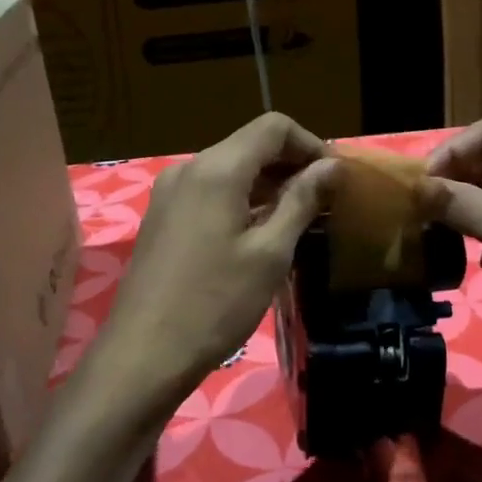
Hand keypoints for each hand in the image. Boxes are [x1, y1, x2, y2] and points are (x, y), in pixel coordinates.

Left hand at [87, 114, 336, 429]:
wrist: (144, 354)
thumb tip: (331, 165)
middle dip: (291, 165)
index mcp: (217, 169)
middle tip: (325, 201)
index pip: (273, 127)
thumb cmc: (216, 303)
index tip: (336, 177)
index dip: (311, 144)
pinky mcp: (161, 217)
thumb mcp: (270, 253)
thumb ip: (302, 200)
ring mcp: (169, 193)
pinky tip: (260, 232)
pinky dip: (242, 200)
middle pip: (250, 145)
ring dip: (268, 184)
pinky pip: (210, 192)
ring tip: (299, 219)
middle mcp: (188, 169)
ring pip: (229, 169)